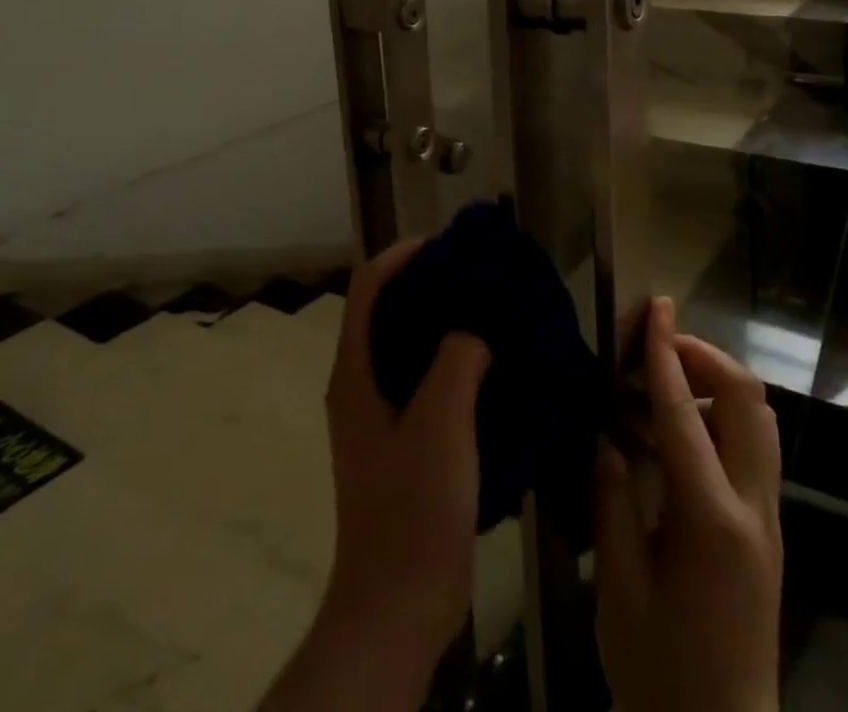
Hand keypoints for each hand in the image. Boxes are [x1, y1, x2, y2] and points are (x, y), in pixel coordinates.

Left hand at [260, 238, 491, 711]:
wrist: (399, 603)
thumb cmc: (413, 504)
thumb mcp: (441, 420)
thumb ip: (458, 357)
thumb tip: (475, 329)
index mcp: (354, 372)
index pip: (368, 287)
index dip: (402, 254)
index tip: (447, 243)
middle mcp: (360, 385)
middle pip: (388, 311)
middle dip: (428, 284)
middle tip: (478, 274)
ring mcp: (380, 416)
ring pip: (409, 347)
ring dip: (444, 323)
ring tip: (492, 311)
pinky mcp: (403, 443)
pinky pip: (426, 382)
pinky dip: (453, 361)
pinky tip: (492, 366)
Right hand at [595, 297, 783, 711]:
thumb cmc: (660, 673)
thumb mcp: (619, 589)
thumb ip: (612, 500)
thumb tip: (607, 435)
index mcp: (710, 521)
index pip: (683, 413)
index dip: (664, 353)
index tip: (654, 307)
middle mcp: (752, 507)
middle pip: (746, 399)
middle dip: (704, 355)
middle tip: (656, 346)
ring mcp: (769, 517)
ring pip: (760, 417)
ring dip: (716, 381)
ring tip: (665, 380)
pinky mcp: (768, 528)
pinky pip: (755, 444)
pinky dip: (722, 413)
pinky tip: (679, 430)